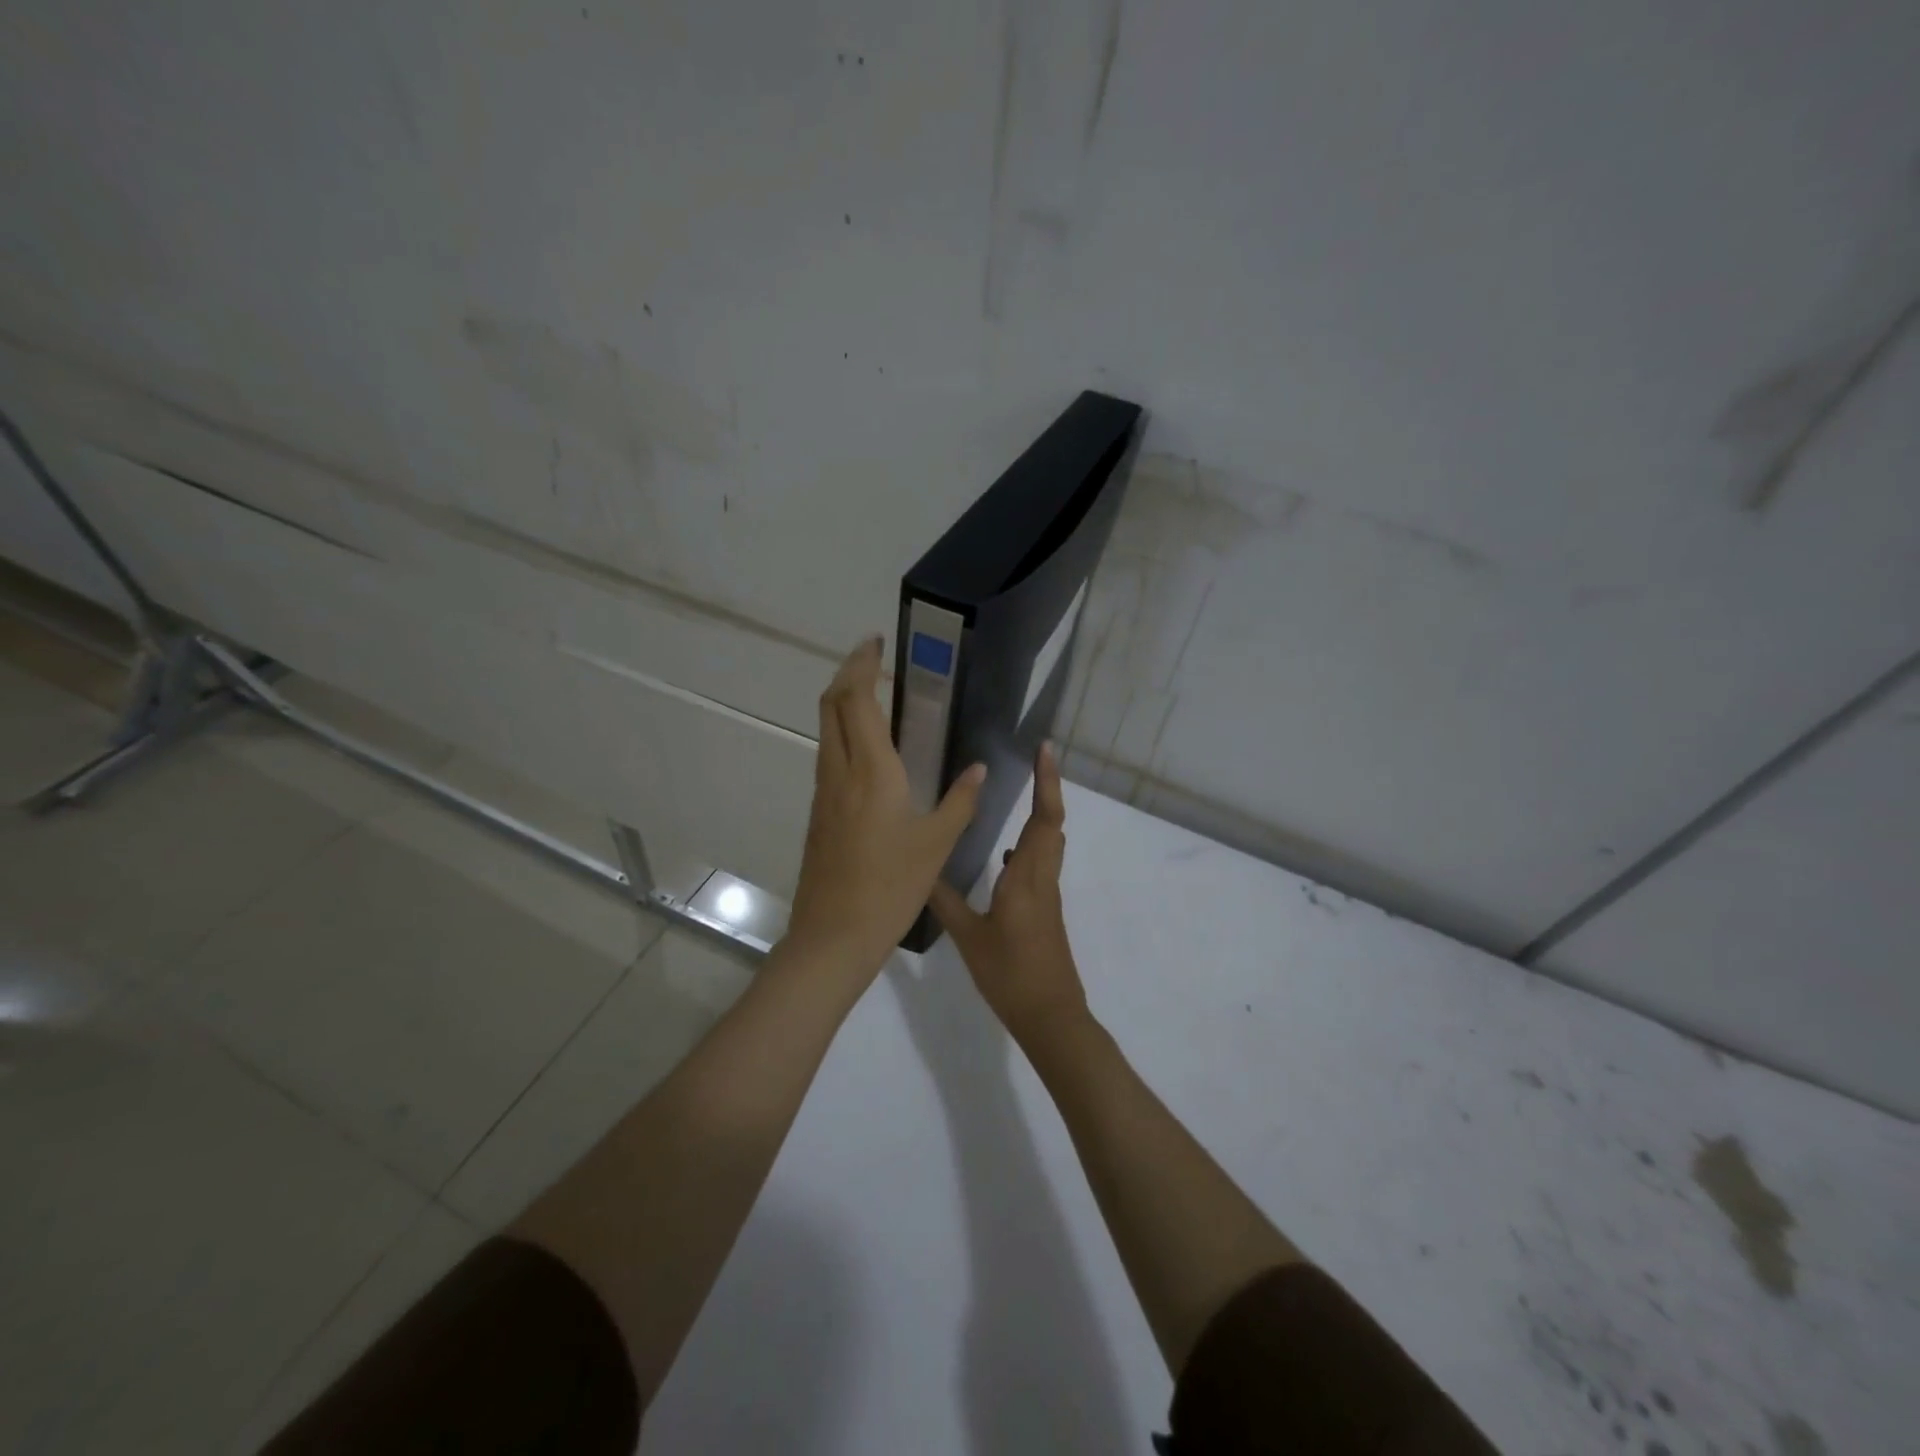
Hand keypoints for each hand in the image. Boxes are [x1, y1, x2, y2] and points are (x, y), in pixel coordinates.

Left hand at [785, 636, 986, 982]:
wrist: (834, 935)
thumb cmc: (891, 887)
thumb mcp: (937, 843)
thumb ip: (961, 800)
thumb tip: (979, 769)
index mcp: (871, 771)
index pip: (856, 699)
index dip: (862, 664)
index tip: (878, 643)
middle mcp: (840, 771)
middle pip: (831, 704)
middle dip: (849, 674)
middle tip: (877, 662)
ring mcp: (823, 792)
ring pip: (826, 730)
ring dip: (844, 704)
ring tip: (877, 699)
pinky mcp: (819, 812)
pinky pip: (829, 756)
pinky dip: (844, 734)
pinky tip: (871, 752)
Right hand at [929, 741, 1087, 1045]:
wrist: (1050, 1015)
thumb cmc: (1010, 974)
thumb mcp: (969, 937)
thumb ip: (945, 901)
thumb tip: (920, 870)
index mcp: (1026, 878)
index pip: (1045, 819)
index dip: (1047, 782)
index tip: (1045, 750)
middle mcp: (1042, 878)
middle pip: (1052, 824)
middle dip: (1046, 788)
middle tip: (1032, 760)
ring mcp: (1046, 894)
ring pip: (1048, 843)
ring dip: (1039, 815)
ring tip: (1018, 796)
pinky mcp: (1044, 909)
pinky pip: (1039, 864)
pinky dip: (1028, 847)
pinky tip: (1003, 856)